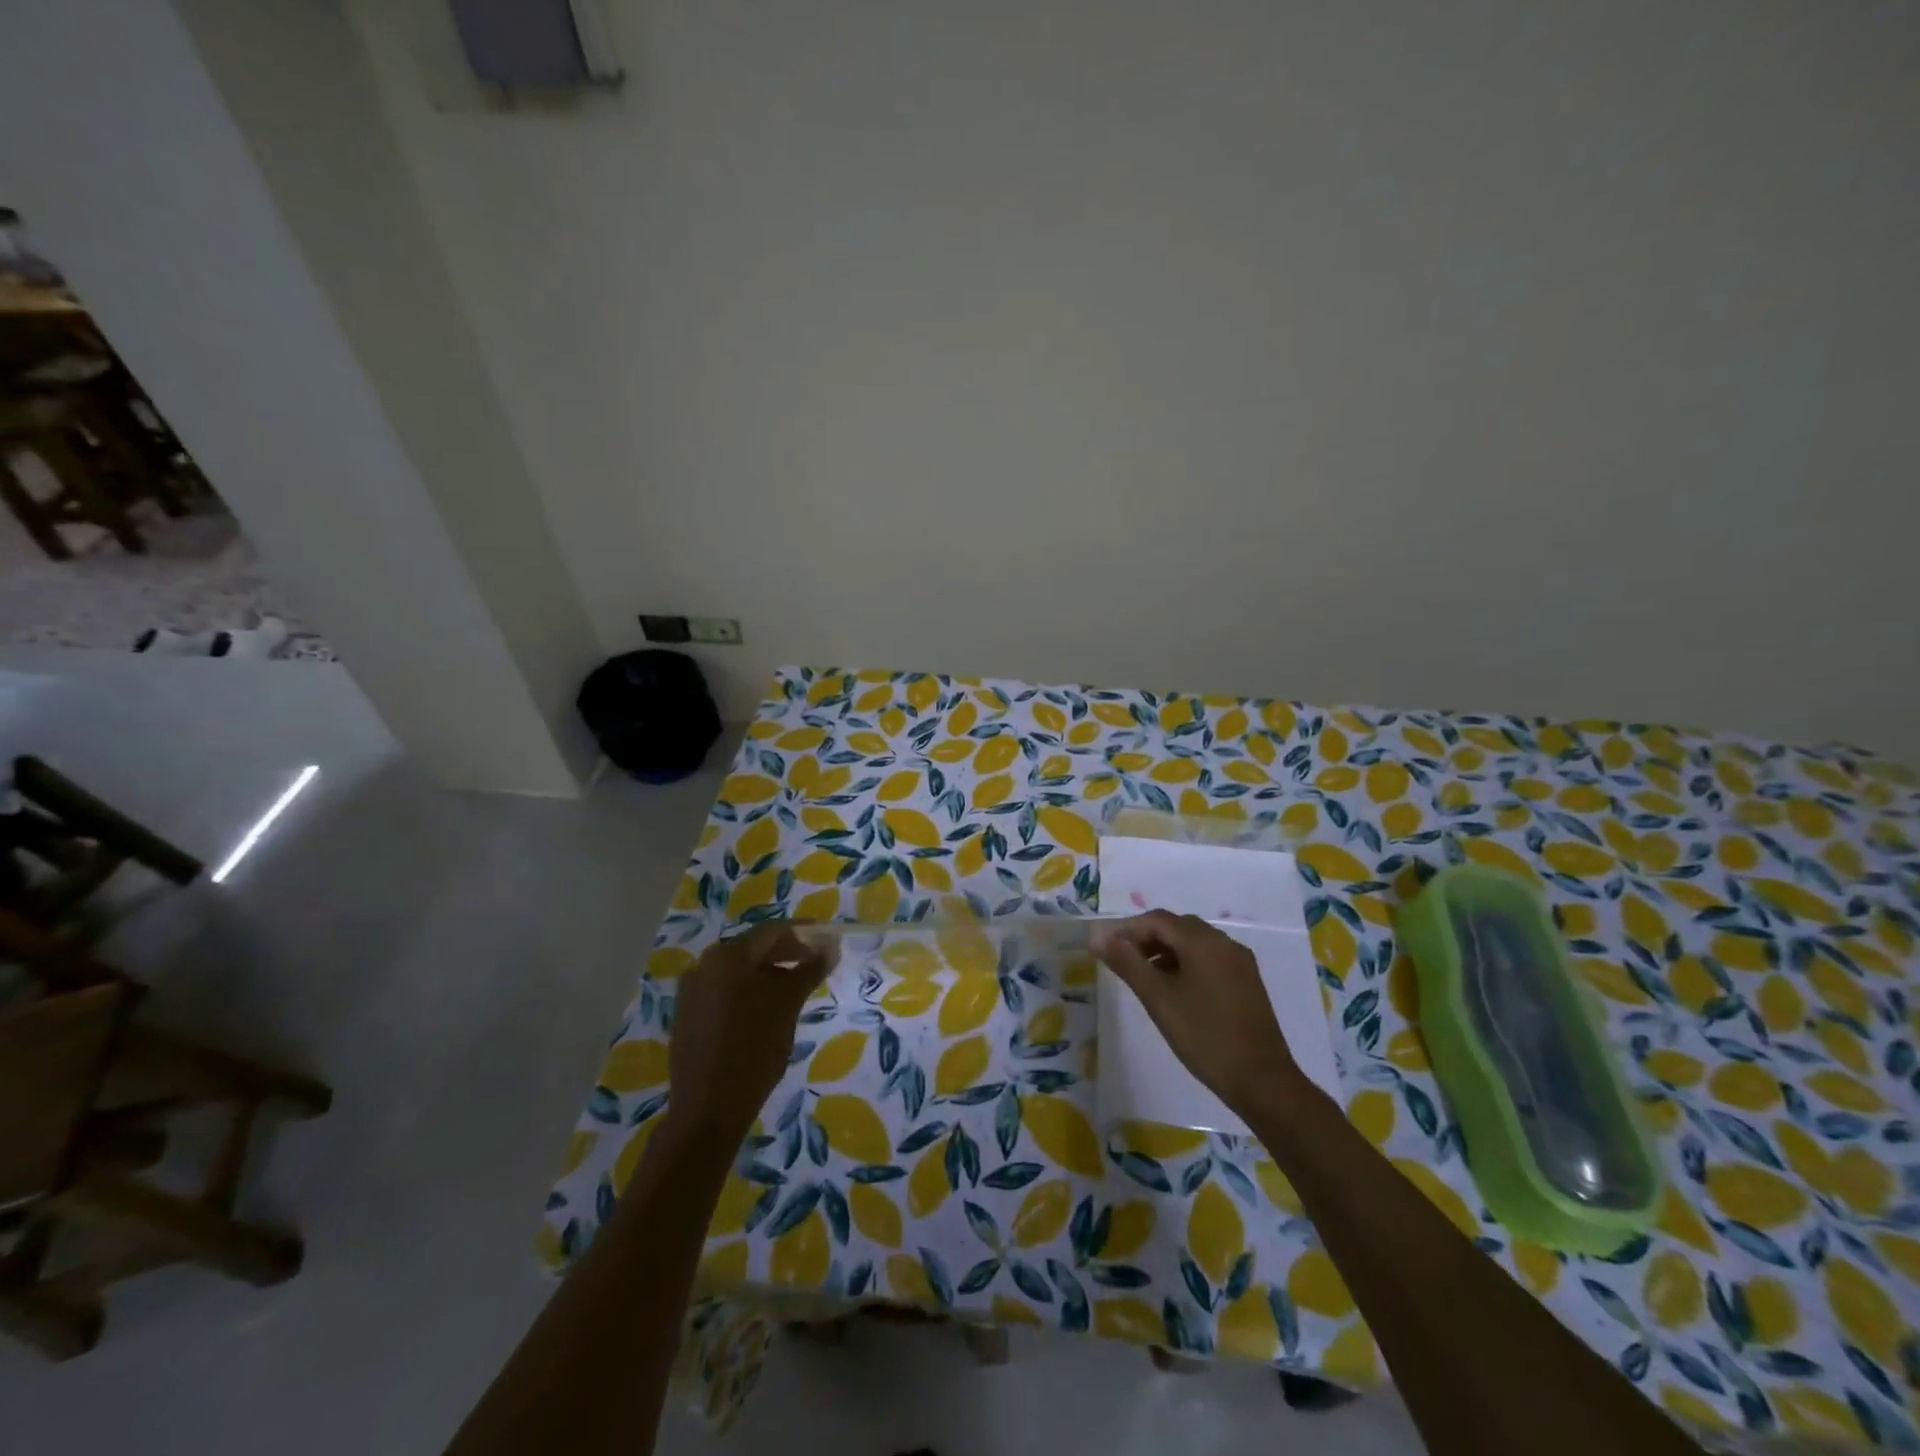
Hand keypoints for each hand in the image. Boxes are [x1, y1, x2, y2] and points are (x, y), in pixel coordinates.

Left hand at [666, 924, 835, 1141]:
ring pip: (739, 972)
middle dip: (786, 953)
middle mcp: (704, 966)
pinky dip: (749, 993)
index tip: (827, 941)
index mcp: (726, 956)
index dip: (803, 933)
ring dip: (769, 974)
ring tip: (795, 989)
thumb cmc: (754, 1048)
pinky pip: (725, 992)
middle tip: (814, 964)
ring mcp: (692, 992)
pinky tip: (767, 1011)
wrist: (708, 1109)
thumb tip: (831, 945)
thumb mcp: (788, 1004)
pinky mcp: (688, 1017)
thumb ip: (810, 969)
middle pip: (753, 949)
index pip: (772, 931)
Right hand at [1090, 910, 1302, 1120]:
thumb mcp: (1158, 999)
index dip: (1127, 930)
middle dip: (1146, 938)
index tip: (1106, 950)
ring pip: (1194, 943)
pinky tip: (1175, 990)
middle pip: (1176, 927)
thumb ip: (1127, 963)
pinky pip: (1209, 958)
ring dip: (1166, 951)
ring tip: (1144, 978)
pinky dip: (1186, 963)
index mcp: (1203, 941)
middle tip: (1123, 963)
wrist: (1262, 1081)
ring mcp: (1239, 962)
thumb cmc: (1204, 1036)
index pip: (1157, 920)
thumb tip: (1098, 935)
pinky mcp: (1247, 981)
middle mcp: (1224, 942)